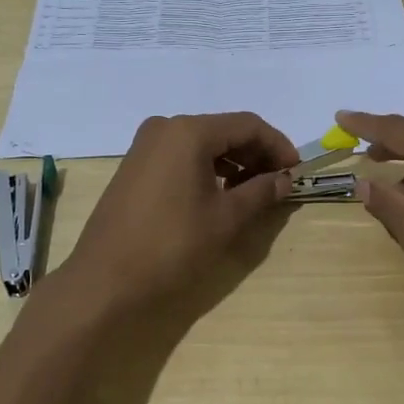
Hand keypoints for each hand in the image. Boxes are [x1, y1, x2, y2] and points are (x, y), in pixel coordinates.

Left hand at [62, 112, 298, 308]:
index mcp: (189, 131)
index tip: (297, 171)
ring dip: (232, 162)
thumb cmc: (172, 244)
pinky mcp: (135, 166)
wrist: (106, 279)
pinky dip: (207, 168)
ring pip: (202, 143)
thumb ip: (260, 191)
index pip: (248, 125)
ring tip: (253, 191)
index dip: (278, 145)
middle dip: (255, 153)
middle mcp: (165, 128)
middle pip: (224, 130)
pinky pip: (181, 156)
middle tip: (278, 183)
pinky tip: (219, 194)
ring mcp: (145, 146)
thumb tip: (284, 179)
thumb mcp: (226, 218)